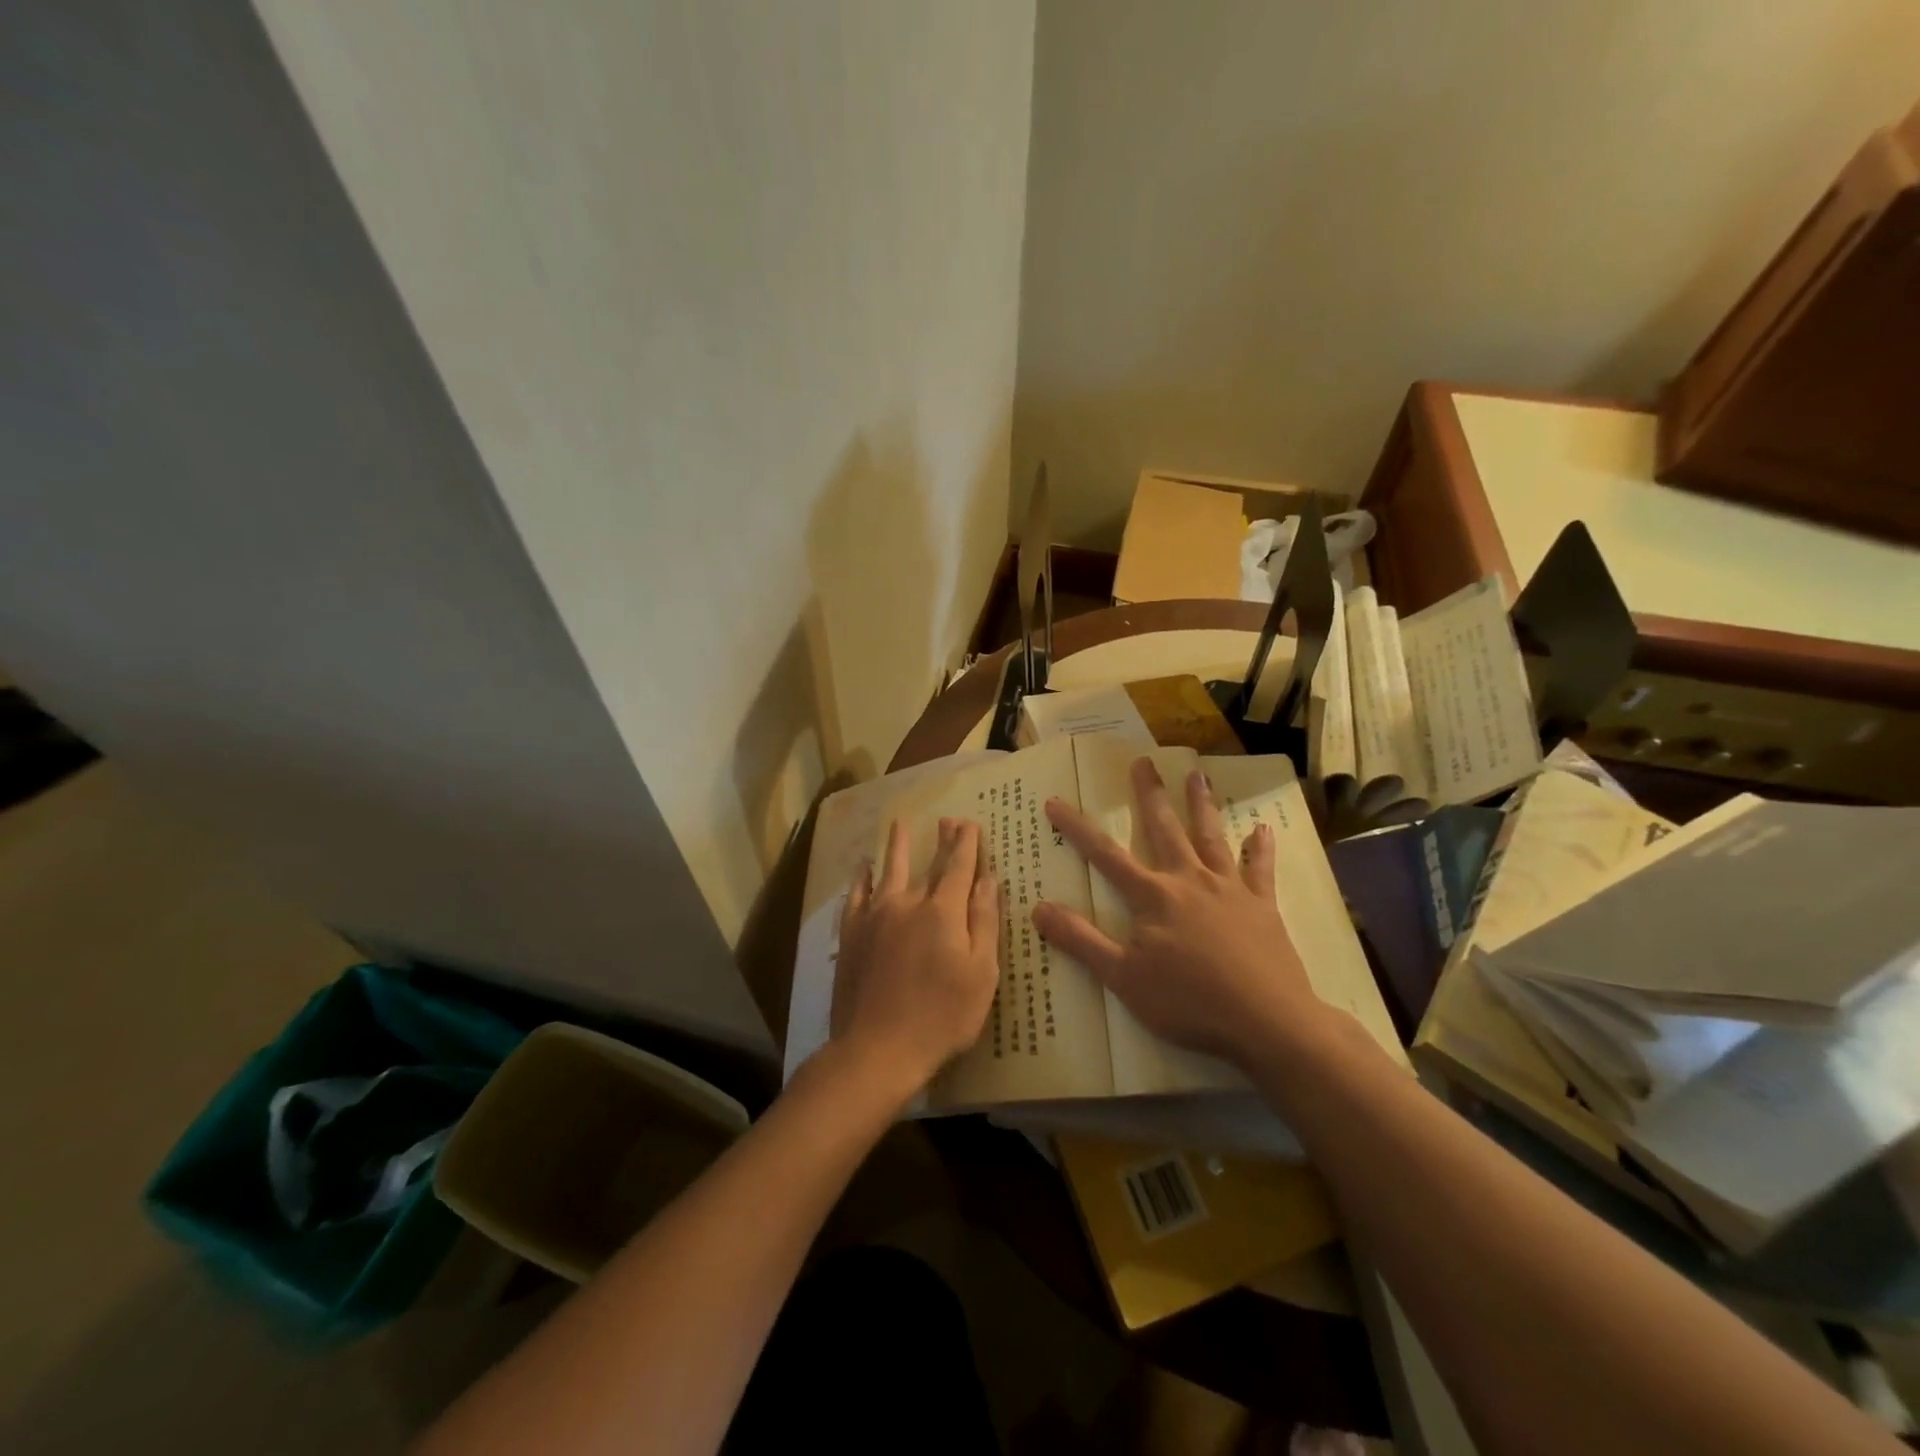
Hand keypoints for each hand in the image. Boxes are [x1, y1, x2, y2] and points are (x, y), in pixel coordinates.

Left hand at [832, 816, 1000, 1102]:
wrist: (877, 1048)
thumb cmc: (941, 1016)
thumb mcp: (981, 974)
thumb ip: (984, 922)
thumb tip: (989, 880)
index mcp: (943, 911)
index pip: (959, 867)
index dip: (967, 844)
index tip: (970, 823)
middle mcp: (908, 903)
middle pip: (927, 864)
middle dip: (941, 841)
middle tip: (947, 820)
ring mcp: (874, 917)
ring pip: (887, 871)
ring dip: (895, 846)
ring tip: (898, 824)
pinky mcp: (851, 934)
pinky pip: (856, 896)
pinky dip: (860, 879)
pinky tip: (861, 869)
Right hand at [1031, 758, 1329, 1067]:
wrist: (1266, 1022)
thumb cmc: (1189, 1002)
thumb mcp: (1123, 978)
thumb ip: (1081, 940)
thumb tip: (1038, 907)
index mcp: (1153, 896)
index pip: (1105, 855)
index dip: (1077, 828)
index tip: (1056, 801)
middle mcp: (1189, 880)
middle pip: (1164, 829)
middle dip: (1149, 795)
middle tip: (1143, 761)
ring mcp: (1229, 889)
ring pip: (1211, 837)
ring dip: (1201, 805)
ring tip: (1197, 775)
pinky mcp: (1262, 905)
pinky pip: (1260, 869)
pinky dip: (1260, 848)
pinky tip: (1263, 828)